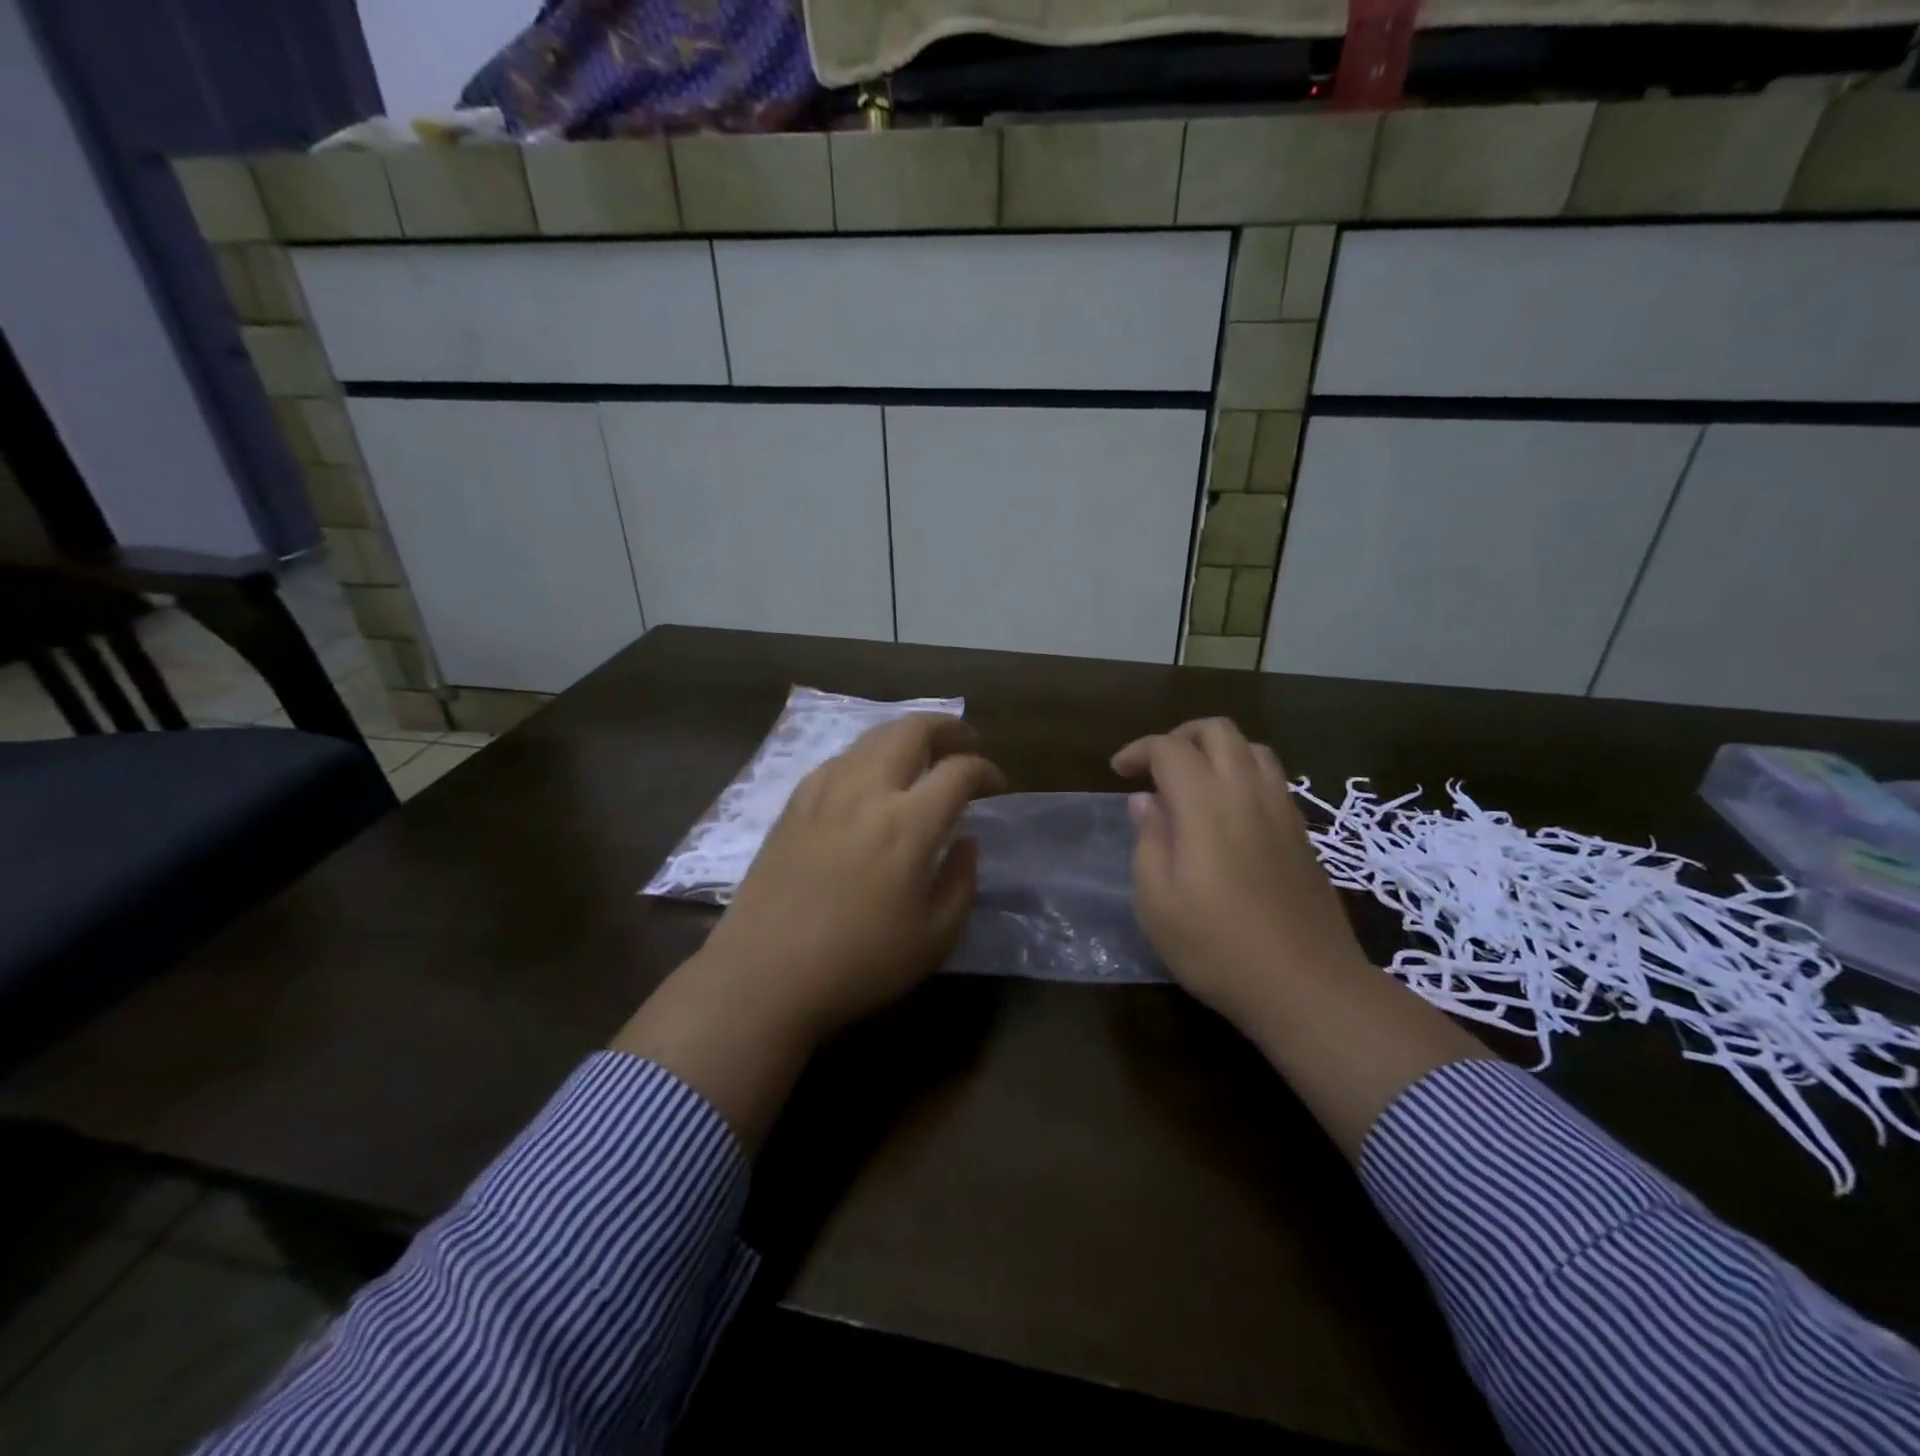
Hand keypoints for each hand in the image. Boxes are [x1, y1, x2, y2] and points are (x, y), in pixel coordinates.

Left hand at [696, 713, 1006, 1043]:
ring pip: (871, 737)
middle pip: (911, 730)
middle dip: (947, 728)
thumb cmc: (859, 964)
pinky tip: (868, 777)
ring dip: (906, 735)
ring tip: (922, 754)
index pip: (959, 772)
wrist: (765, 975)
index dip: (986, 771)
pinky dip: (866, 756)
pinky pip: (838, 760)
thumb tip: (966, 842)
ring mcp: (825, 793)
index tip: (997, 785)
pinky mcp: (794, 805)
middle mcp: (867, 792)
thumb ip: (961, 882)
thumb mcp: (934, 938)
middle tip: (966, 744)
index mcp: (908, 824)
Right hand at [1112, 718, 1368, 1031]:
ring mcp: (1282, 810)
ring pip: (1253, 748)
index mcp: (1206, 804)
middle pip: (1217, 731)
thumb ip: (1149, 841)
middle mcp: (1248, 792)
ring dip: (1217, 750)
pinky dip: (1243, 773)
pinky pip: (1272, 778)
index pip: (1169, 748)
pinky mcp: (1302, 833)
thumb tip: (1147, 802)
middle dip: (1180, 736)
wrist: (1306, 986)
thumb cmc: (1216, 946)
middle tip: (1155, 768)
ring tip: (1193, 783)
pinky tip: (1228, 812)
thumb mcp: (1157, 901)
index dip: (1139, 750)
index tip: (1118, 772)